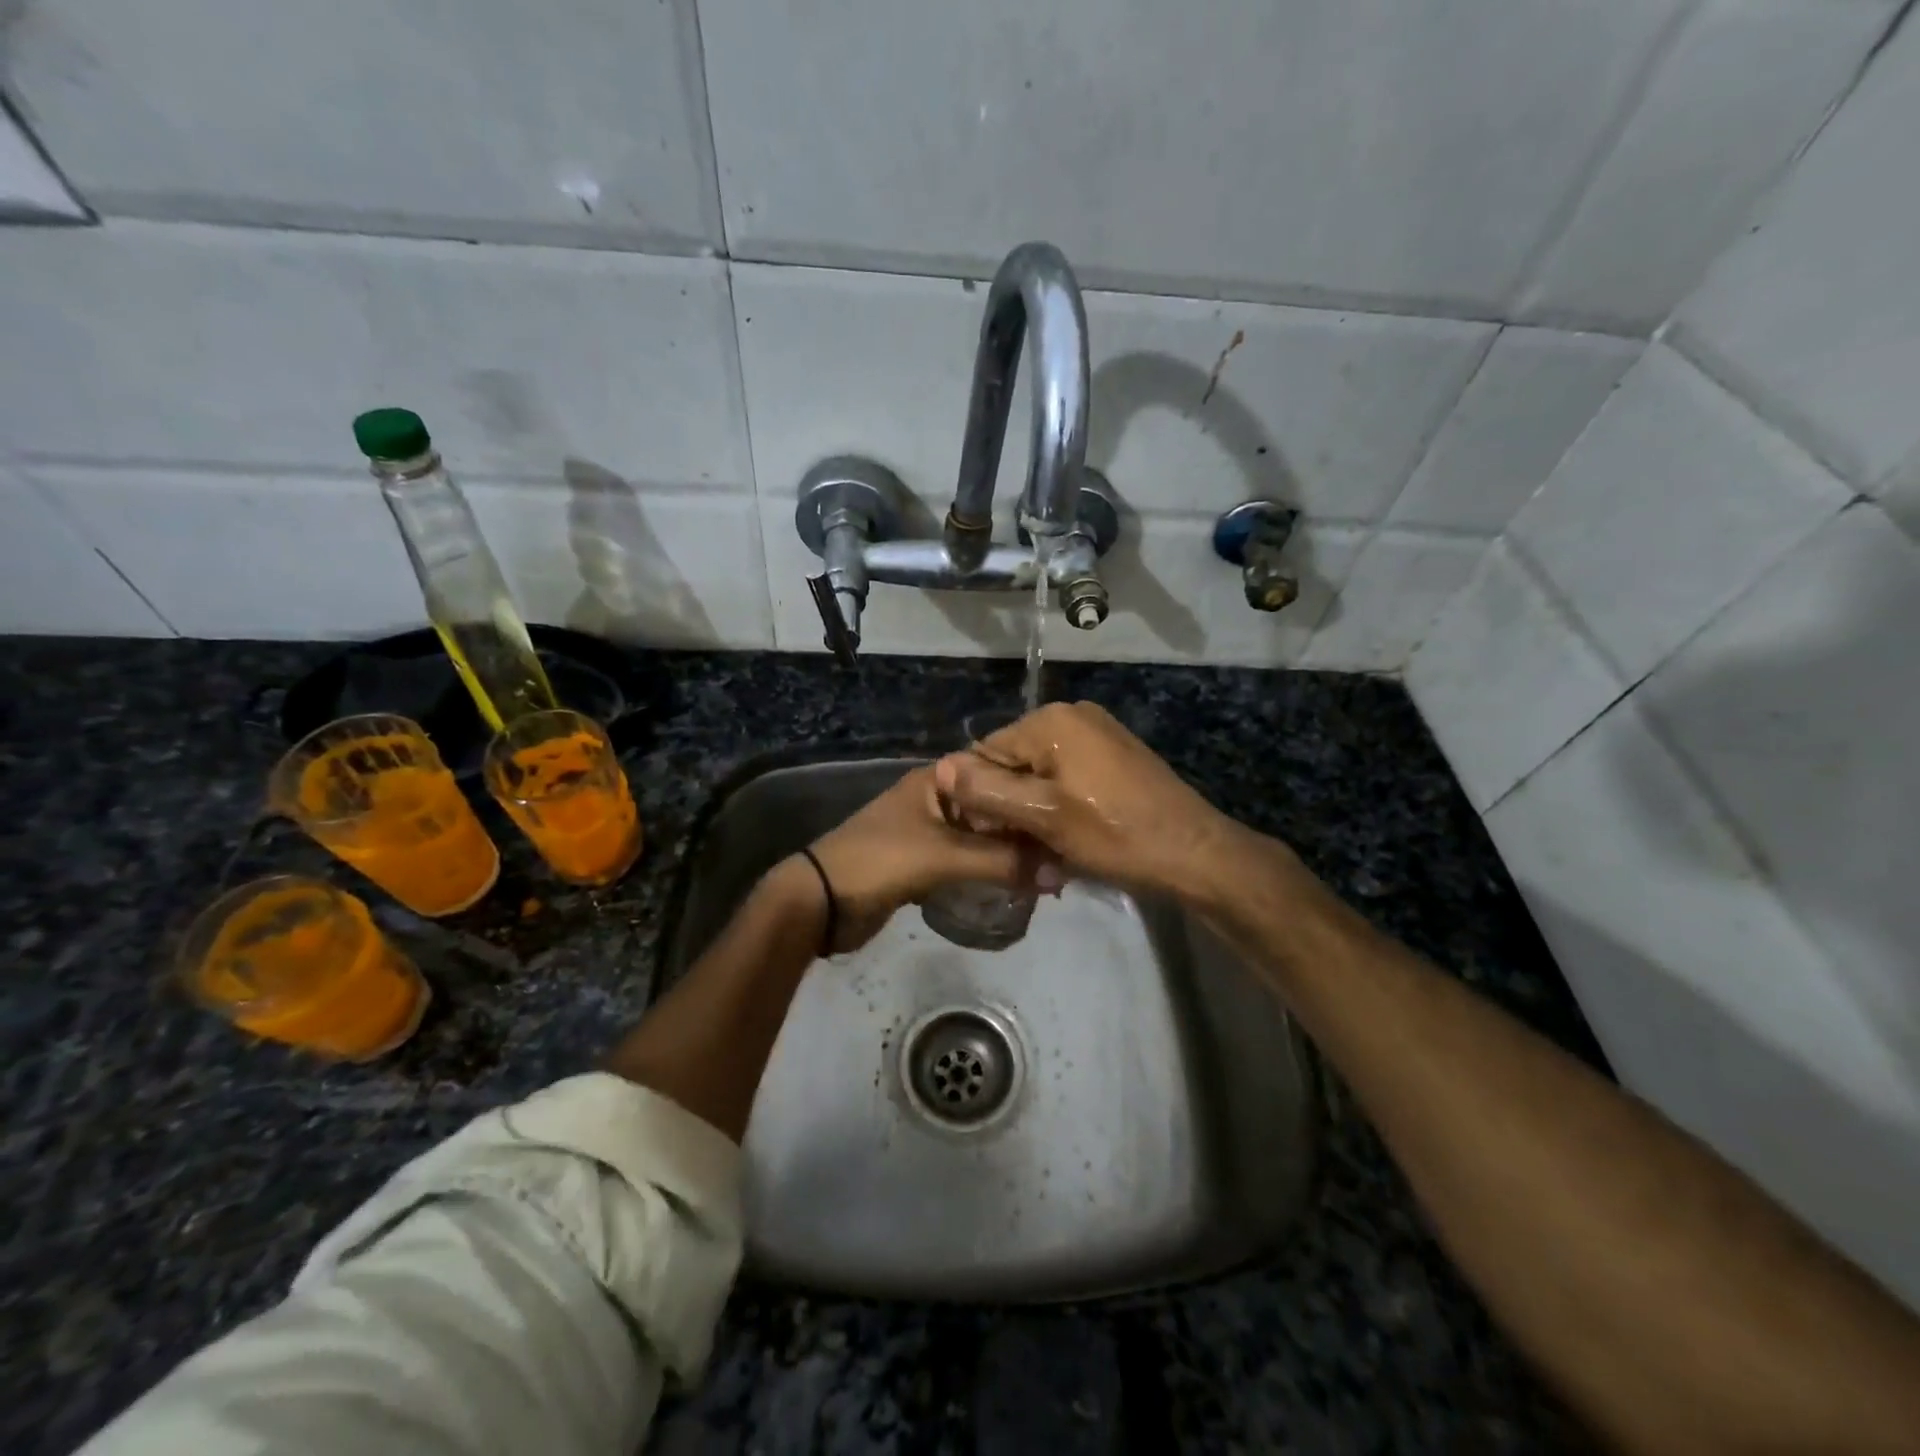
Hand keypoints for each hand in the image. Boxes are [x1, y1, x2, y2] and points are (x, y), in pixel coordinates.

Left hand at [802, 766, 1055, 952]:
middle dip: (1026, 827)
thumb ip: (1001, 862)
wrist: (821, 902)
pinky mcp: (924, 864)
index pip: (997, 773)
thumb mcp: (944, 857)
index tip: (1070, 808)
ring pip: (982, 837)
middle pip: (993, 807)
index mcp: (938, 782)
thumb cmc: (880, 862)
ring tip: (1052, 868)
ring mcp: (929, 833)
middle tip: (1068, 846)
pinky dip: (990, 871)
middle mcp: (936, 800)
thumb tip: (1060, 873)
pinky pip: (968, 862)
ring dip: (1010, 852)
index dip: (1031, 789)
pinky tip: (1018, 884)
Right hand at [932, 701, 1238, 899]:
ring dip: (1035, 809)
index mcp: (1052, 721)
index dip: (982, 797)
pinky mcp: (1115, 754)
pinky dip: (1060, 804)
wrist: (1194, 853)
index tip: (995, 837)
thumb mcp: (1044, 817)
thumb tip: (938, 767)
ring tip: (1049, 847)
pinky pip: (1067, 776)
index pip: (987, 752)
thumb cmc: (1115, 834)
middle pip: (1014, 761)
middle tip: (1025, 847)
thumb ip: (987, 791)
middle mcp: (1073, 715)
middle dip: (1011, 804)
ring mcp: (1098, 733)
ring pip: (1040, 772)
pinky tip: (1072, 835)